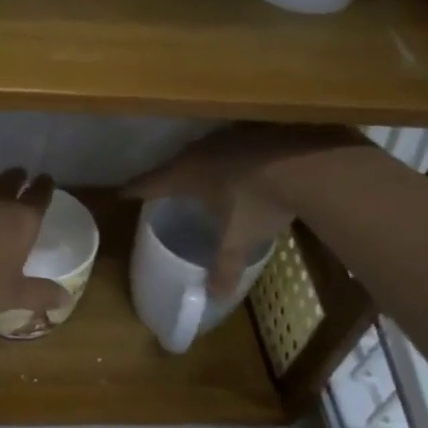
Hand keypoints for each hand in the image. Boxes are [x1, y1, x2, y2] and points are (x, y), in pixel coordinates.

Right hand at [125, 125, 365, 296]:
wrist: (306, 162)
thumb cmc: (258, 202)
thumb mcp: (239, 240)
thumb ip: (224, 268)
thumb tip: (214, 298)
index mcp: (186, 175)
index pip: (150, 183)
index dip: (134, 190)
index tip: (121, 194)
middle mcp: (200, 151)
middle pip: (175, 164)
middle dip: (168, 177)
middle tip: (164, 188)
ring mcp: (228, 136)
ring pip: (204, 151)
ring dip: (200, 164)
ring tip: (201, 177)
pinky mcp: (255, 129)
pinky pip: (232, 144)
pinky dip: (230, 157)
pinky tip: (240, 166)